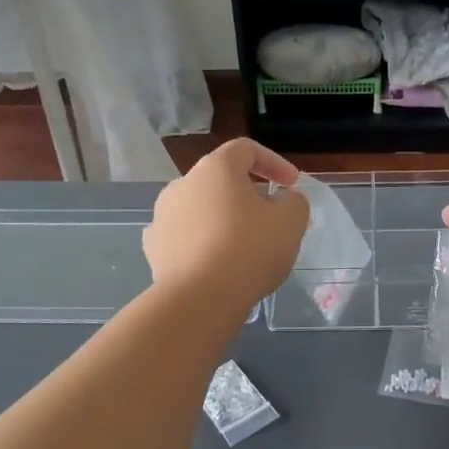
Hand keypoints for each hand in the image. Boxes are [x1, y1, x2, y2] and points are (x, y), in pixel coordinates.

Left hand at [144, 139, 307, 319]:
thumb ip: (294, 201)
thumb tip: (283, 199)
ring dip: (222, 218)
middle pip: (221, 180)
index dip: (273, 162)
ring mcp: (162, 215)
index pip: (246, 150)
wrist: (199, 299)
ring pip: (200, 208)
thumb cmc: (249, 250)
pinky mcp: (153, 246)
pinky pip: (183, 235)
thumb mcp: (291, 221)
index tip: (291, 185)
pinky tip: (213, 261)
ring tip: (242, 244)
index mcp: (216, 168)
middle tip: (270, 219)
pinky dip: (200, 241)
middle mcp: (183, 183)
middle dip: (248, 194)